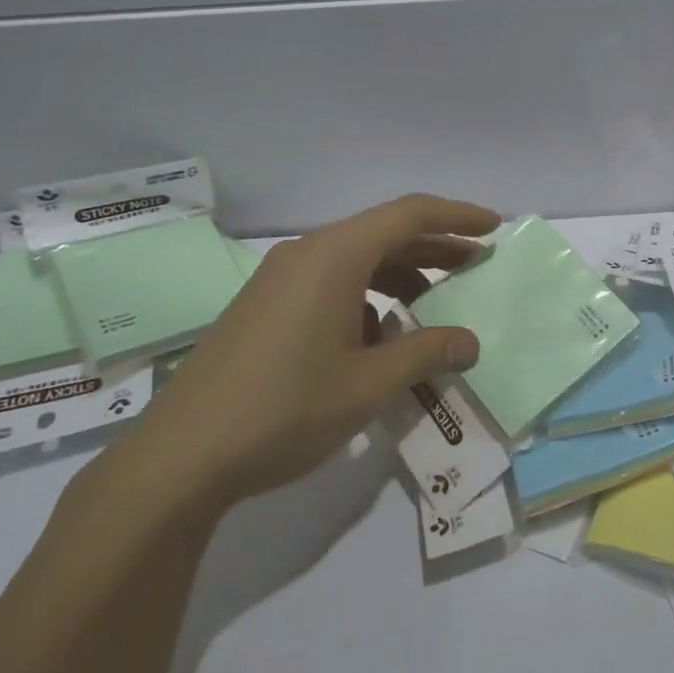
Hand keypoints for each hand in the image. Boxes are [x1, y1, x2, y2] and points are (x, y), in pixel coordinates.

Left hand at [110, 194, 498, 512]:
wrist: (180, 458)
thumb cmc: (284, 410)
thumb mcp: (368, 385)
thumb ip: (426, 354)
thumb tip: (470, 342)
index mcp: (333, 256)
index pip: (409, 214)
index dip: (457, 216)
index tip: (493, 228)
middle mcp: (306, 253)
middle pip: (384, 233)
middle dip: (435, 247)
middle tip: (476, 265)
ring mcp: (280, 278)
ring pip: (357, 260)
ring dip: (401, 275)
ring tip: (434, 306)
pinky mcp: (266, 305)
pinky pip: (331, 282)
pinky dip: (367, 297)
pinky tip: (380, 338)